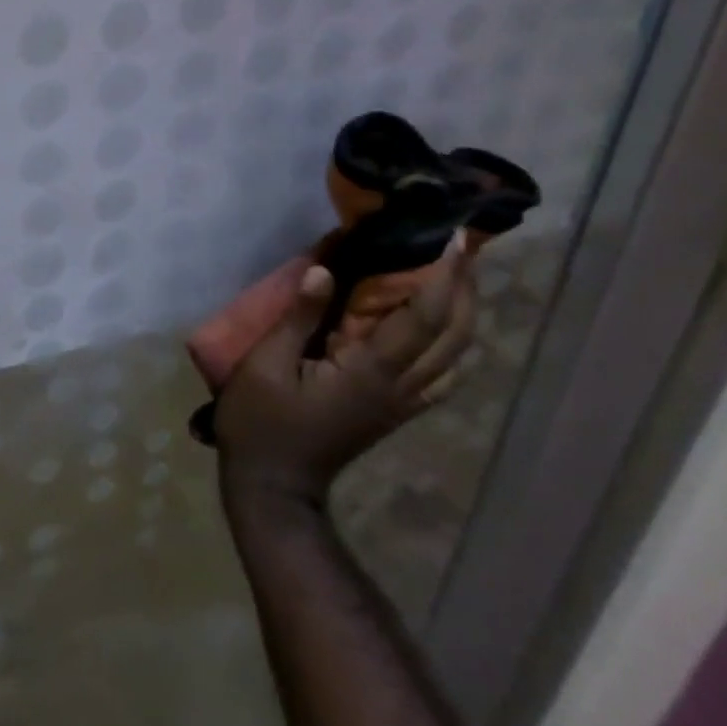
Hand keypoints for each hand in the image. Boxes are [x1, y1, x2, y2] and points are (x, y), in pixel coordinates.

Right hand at [212, 236, 476, 507]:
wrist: (274, 485)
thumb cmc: (261, 421)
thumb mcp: (264, 364)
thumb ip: (299, 318)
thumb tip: (326, 271)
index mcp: (370, 372)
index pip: (422, 317)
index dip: (444, 276)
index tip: (455, 239)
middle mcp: (400, 387)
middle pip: (454, 336)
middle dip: (465, 290)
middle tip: (461, 250)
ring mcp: (401, 402)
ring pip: (454, 356)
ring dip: (462, 314)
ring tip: (455, 279)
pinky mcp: (393, 411)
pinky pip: (439, 374)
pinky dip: (449, 344)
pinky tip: (437, 330)